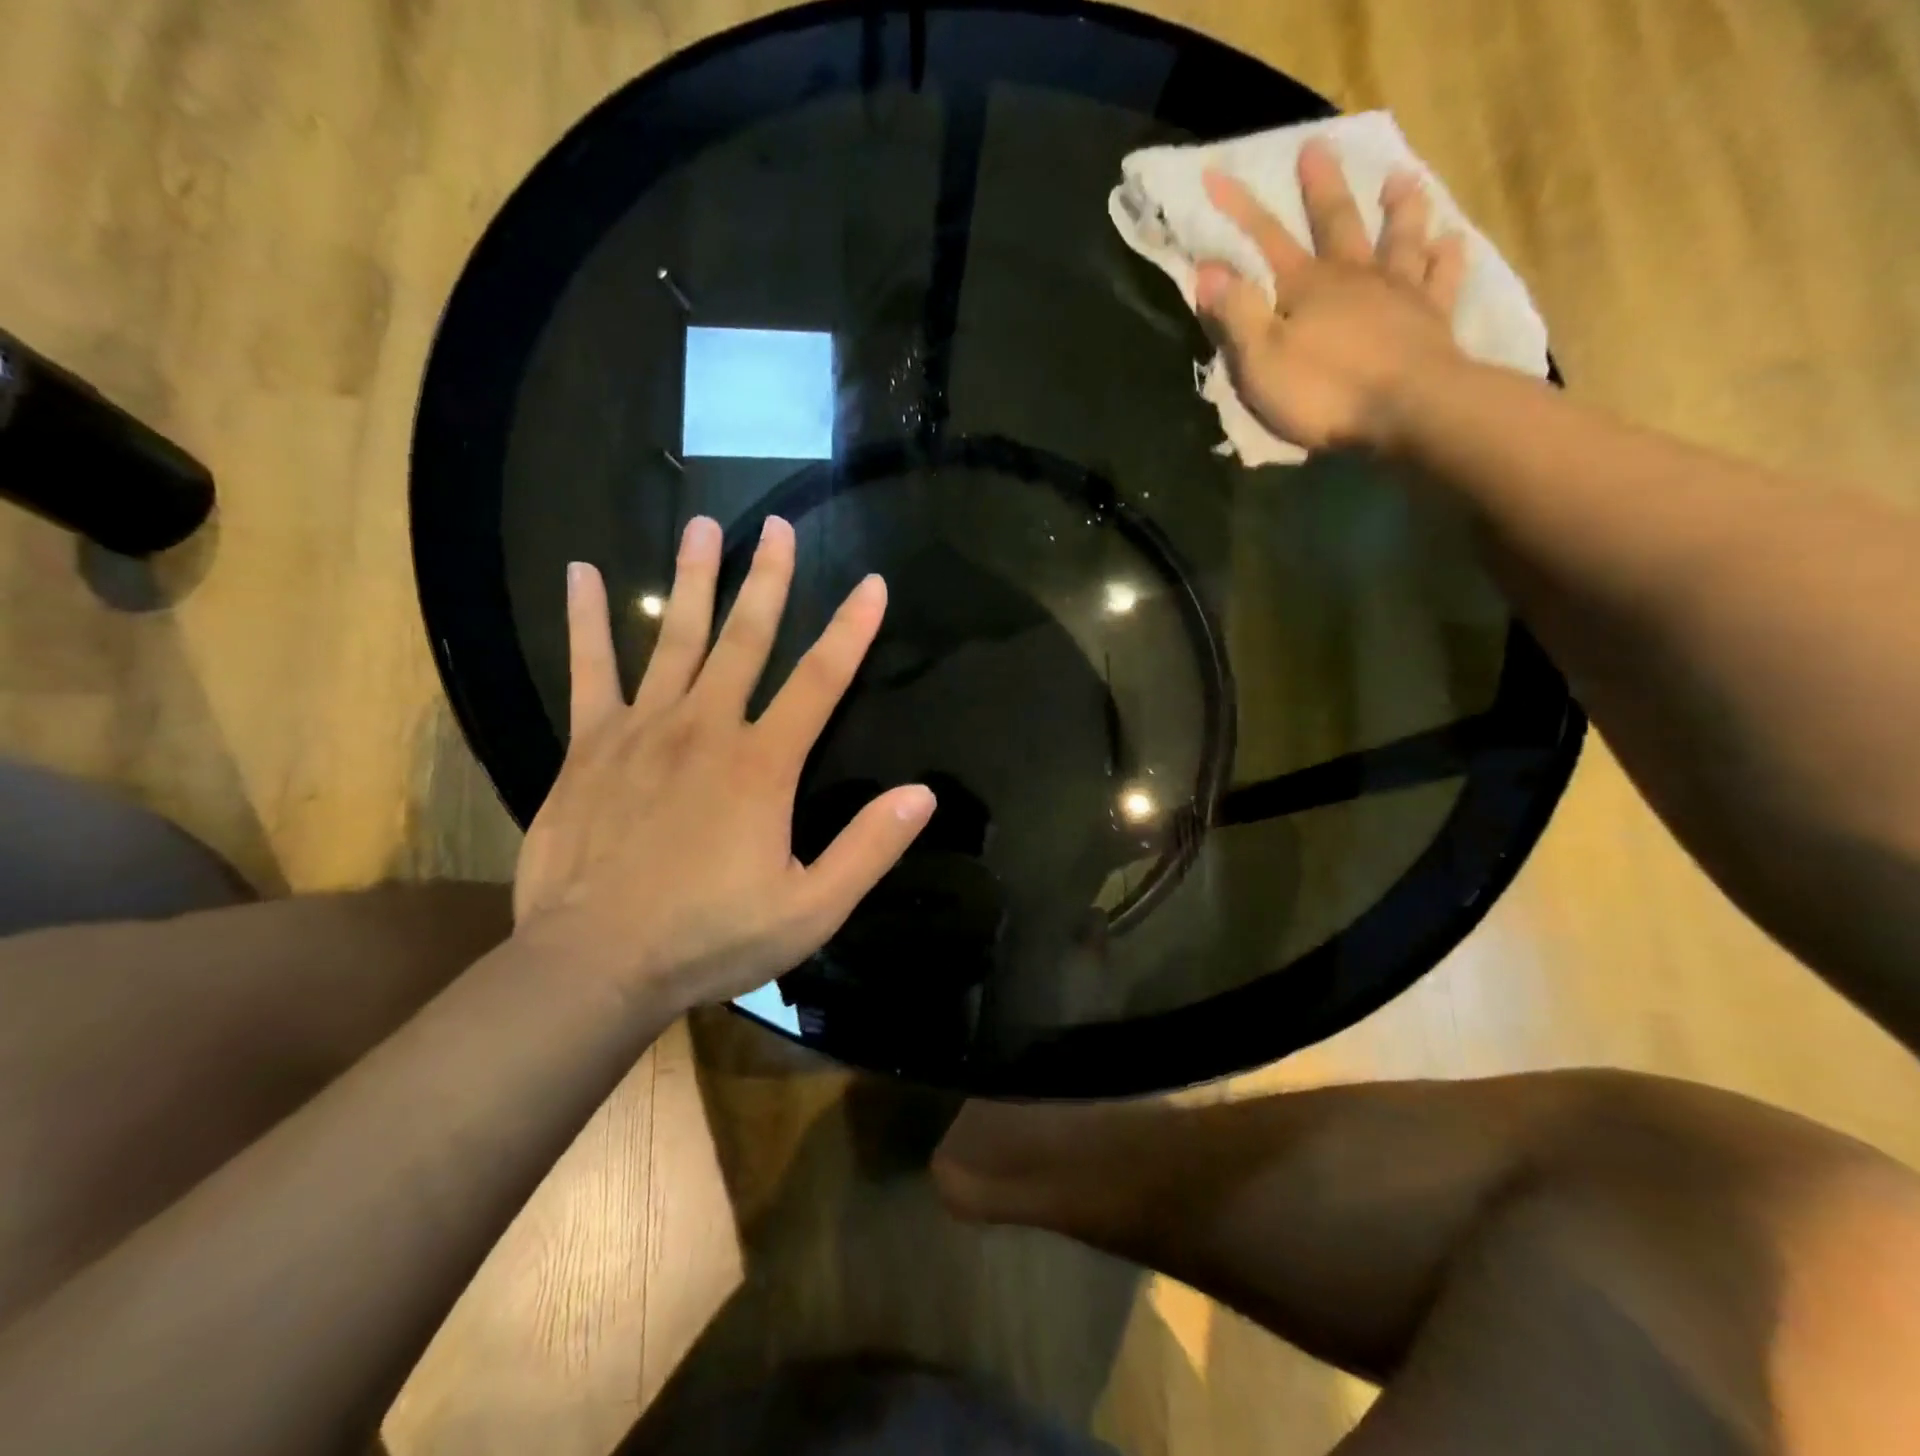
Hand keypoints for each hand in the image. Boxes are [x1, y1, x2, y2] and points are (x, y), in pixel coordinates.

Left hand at [512, 515, 936, 1007]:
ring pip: (674, 639)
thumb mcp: (810, 910)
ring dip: (691, 580)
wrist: (595, 965)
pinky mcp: (590, 746)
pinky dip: (587, 621)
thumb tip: (923, 795)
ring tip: (702, 526)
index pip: (821, 681)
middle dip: (768, 580)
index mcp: (763, 765)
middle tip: (776, 526)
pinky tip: (582, 575)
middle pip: (746, 639)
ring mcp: (643, 730)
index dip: (852, 631)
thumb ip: (868, 849)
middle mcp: (706, 728)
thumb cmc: (709, 939)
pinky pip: (590, 671)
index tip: (872, 585)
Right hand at [1196, 138, 1468, 454]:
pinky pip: (1442, 277)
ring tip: (1400, 179)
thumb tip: (1208, 269)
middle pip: (1336, 222)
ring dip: (1399, 207)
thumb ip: (1236, 314)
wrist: (1408, 411)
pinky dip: (1446, 256)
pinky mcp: (1432, 318)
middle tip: (1317, 147)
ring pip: (1399, 237)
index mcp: (1306, 287)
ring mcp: (1399, 292)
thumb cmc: (1325, 392)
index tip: (1217, 176)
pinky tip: (1451, 240)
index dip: (1239, 210)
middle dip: (1322, 187)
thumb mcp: (1261, 361)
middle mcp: (1354, 276)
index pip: (1265, 240)